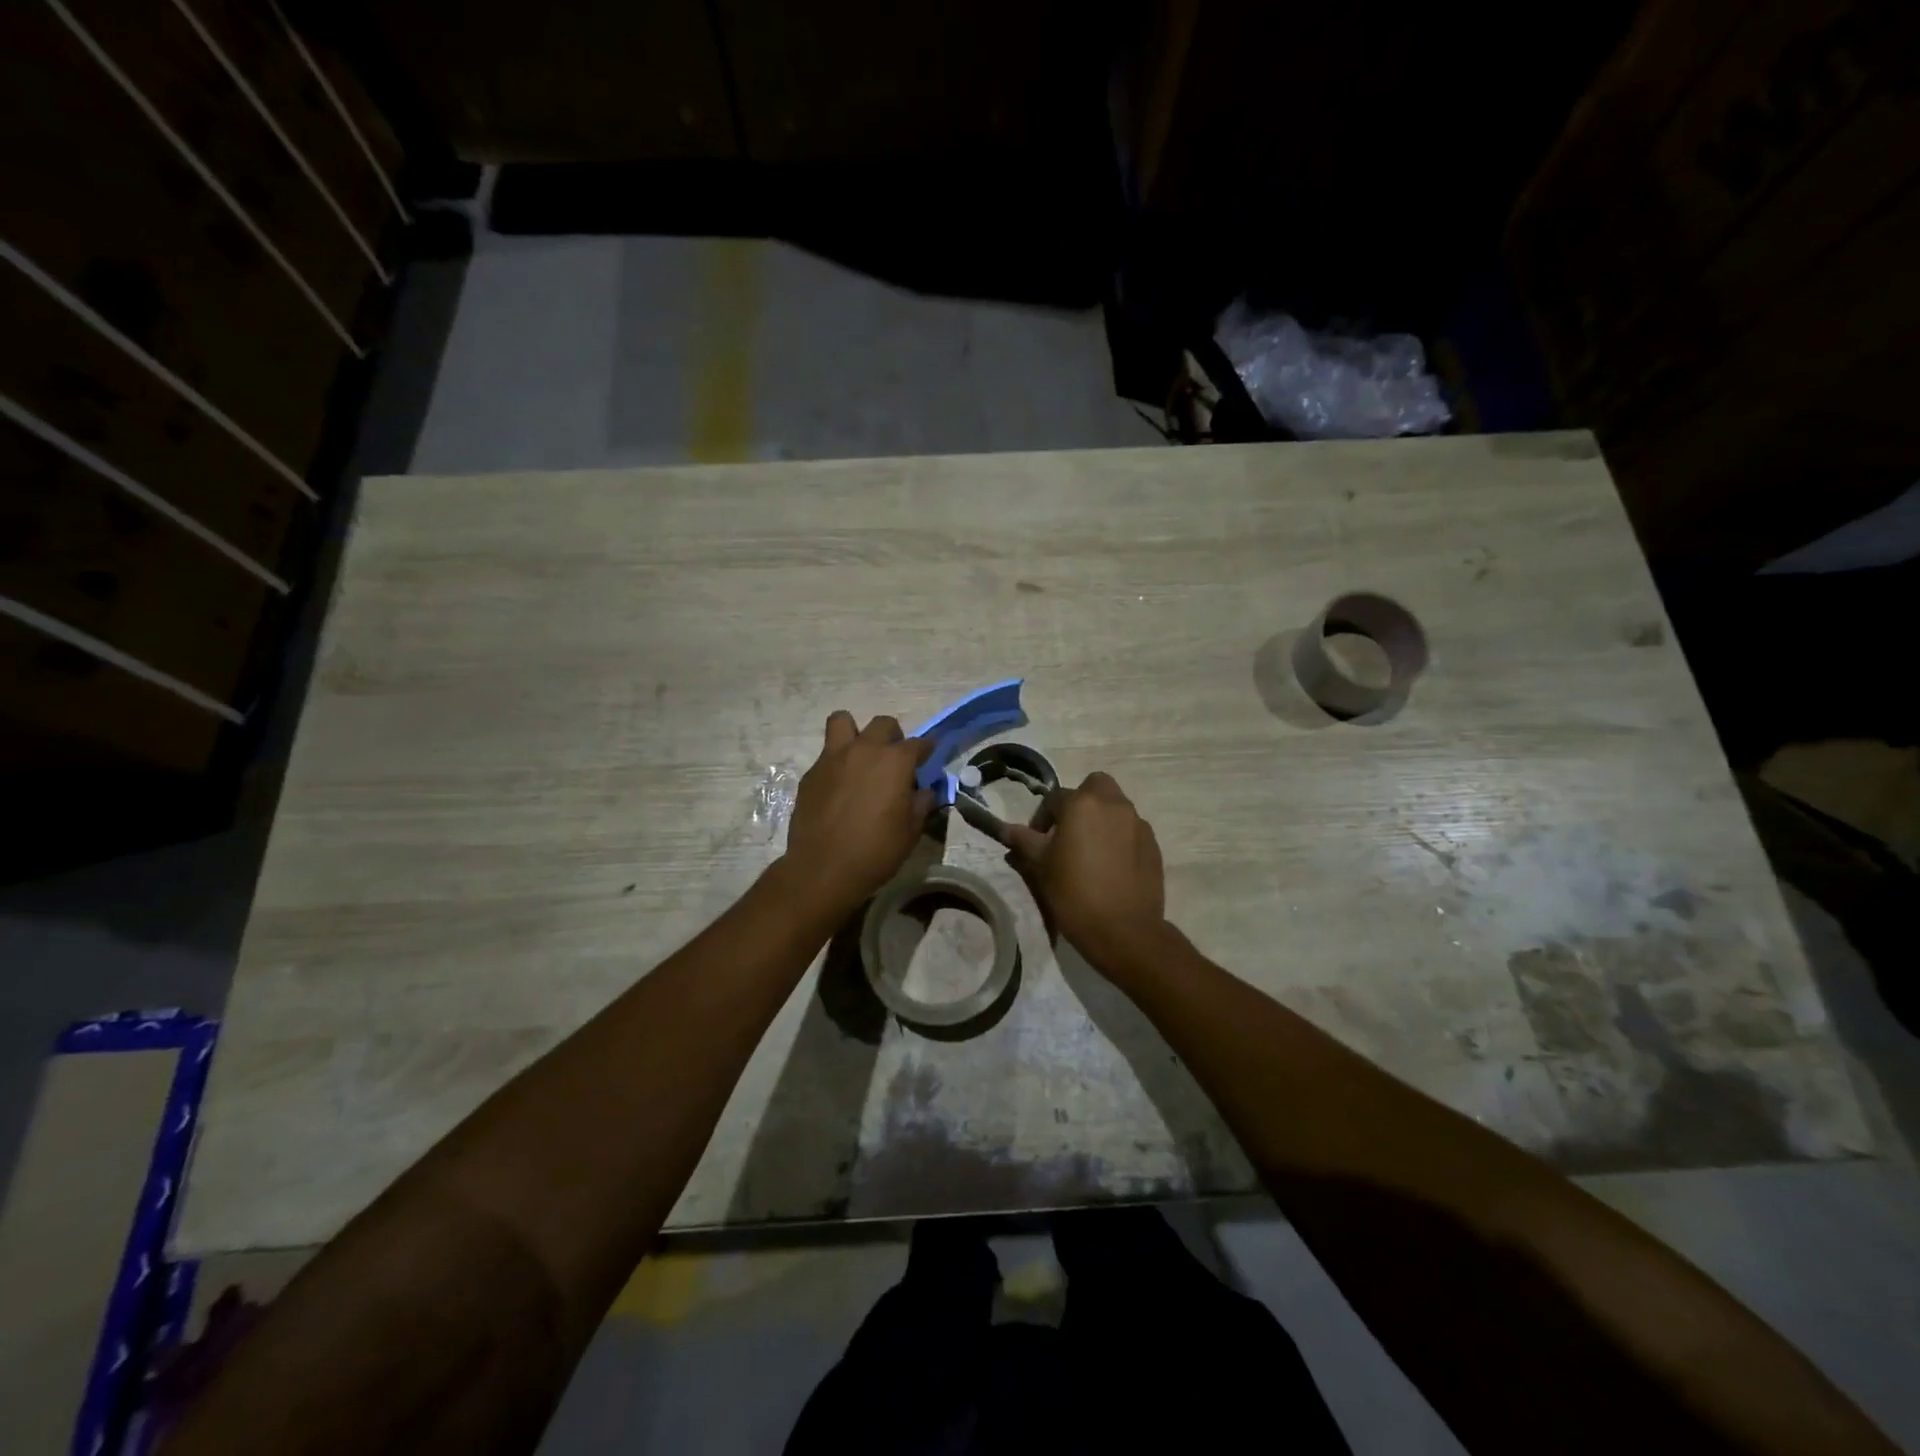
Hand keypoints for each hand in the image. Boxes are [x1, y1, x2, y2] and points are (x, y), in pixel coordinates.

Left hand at [780, 712, 933, 911]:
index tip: (928, 757)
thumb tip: (922, 791)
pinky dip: (836, 762)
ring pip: (843, 721)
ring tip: (859, 756)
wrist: (823, 868)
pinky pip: (826, 754)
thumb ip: (920, 804)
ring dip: (855, 732)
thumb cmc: (876, 851)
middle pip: (883, 724)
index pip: (919, 743)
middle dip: (893, 736)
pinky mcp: (811, 773)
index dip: (926, 750)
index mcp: (894, 761)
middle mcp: (864, 750)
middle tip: (894, 760)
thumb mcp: (911, 831)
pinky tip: (839, 787)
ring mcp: (833, 758)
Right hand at [1005, 772, 1167, 970]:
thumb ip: (1024, 841)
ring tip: (1090, 851)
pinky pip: (1131, 830)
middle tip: (1068, 831)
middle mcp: (1113, 805)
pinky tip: (1111, 865)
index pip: (1055, 798)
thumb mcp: (1040, 866)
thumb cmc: (1074, 893)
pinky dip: (1119, 837)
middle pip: (1095, 786)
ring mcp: (1138, 824)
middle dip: (1080, 801)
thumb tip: (1007, 830)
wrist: (1123, 930)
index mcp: (1082, 804)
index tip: (1037, 841)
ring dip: (1101, 819)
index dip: (1042, 818)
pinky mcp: (1153, 845)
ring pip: (1116, 807)